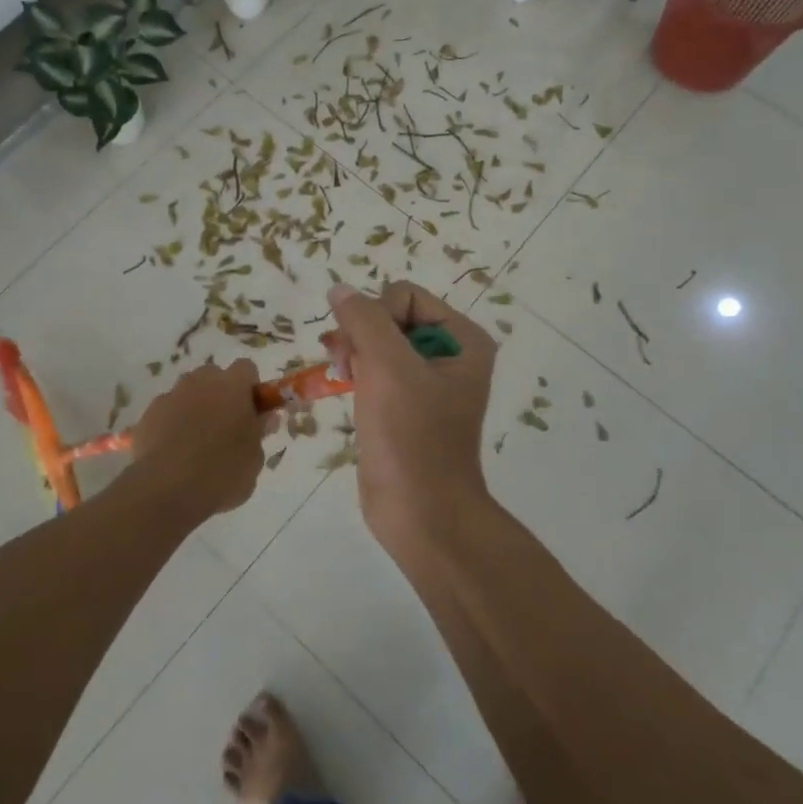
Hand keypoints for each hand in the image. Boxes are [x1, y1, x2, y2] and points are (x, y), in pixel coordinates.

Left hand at [127, 359, 267, 520]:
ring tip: (195, 443)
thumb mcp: (254, 458)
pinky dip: (170, 424)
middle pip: (213, 376)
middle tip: (225, 427)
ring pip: (187, 392)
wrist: (168, 490)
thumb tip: (264, 418)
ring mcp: (171, 395)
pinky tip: (172, 453)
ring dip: (194, 407)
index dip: (250, 388)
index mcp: (232, 385)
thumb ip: (259, 432)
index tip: (252, 411)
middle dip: (220, 394)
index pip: (246, 369)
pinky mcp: (147, 414)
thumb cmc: (222, 472)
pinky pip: (165, 412)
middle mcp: (200, 381)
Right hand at [324, 281, 498, 550]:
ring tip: (342, 377)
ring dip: (356, 353)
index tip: (363, 353)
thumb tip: (339, 289)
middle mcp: (450, 355)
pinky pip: (377, 370)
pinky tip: (346, 387)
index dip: (376, 317)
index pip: (405, 297)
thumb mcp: (388, 368)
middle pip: (391, 316)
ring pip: (379, 343)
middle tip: (345, 365)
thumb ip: (363, 320)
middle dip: (362, 335)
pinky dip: (358, 373)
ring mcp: (427, 382)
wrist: (420, 514)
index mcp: (463, 340)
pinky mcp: (406, 406)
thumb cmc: (411, 437)